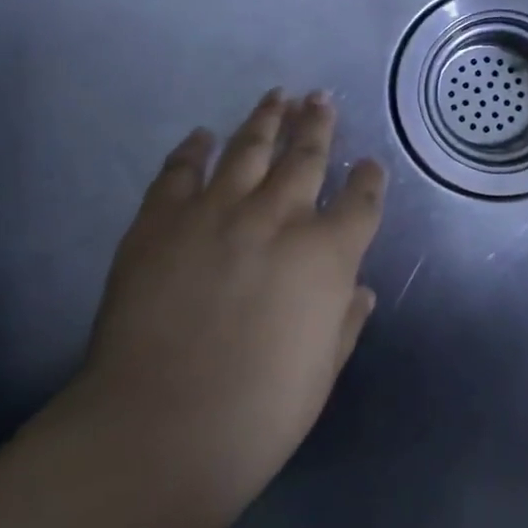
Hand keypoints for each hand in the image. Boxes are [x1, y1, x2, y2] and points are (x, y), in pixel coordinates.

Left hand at [70, 90, 386, 521]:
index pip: (360, 201)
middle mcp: (279, 219)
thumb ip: (345, 321)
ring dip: (266, 120)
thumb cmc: (260, 412)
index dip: (369, 180)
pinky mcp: (160, 223)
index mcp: (328, 254)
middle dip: (319, 125)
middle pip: (306, 157)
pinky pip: (180, 172)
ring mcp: (216, 214)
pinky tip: (203, 135)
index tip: (370, 165)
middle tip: (322, 98)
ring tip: (278, 96)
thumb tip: (358, 290)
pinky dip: (194, 149)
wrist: (157, 431)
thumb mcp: (323, 370)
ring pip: (249, 150)